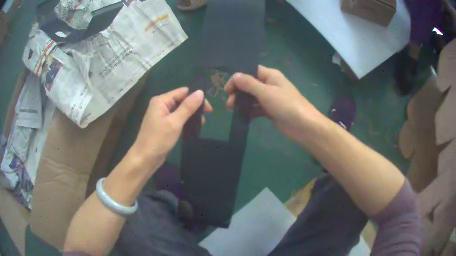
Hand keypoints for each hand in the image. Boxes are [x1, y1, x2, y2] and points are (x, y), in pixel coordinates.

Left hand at [131, 87, 212, 169]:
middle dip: (194, 107)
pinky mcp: (163, 125)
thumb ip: (188, 107)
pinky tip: (192, 128)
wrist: (145, 158)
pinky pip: (176, 118)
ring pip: (180, 110)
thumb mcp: (175, 122)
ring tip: (201, 124)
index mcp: (161, 100)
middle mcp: (161, 105)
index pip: (183, 92)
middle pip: (181, 100)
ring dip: (190, 115)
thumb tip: (200, 92)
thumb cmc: (158, 139)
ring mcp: (161, 115)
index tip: (208, 109)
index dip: (196, 97)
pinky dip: (185, 121)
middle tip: (206, 117)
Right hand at [225, 65, 321, 143]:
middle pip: (250, 85)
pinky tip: (243, 117)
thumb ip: (249, 84)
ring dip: (243, 102)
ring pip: (253, 97)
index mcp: (271, 75)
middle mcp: (270, 85)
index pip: (251, 71)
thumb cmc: (286, 104)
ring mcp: (271, 98)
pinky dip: (250, 111)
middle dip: (239, 92)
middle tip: (229, 102)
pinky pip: (257, 108)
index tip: (228, 88)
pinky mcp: (271, 111)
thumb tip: (234, 76)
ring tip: (232, 109)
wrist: (303, 125)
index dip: (238, 77)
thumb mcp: (266, 92)